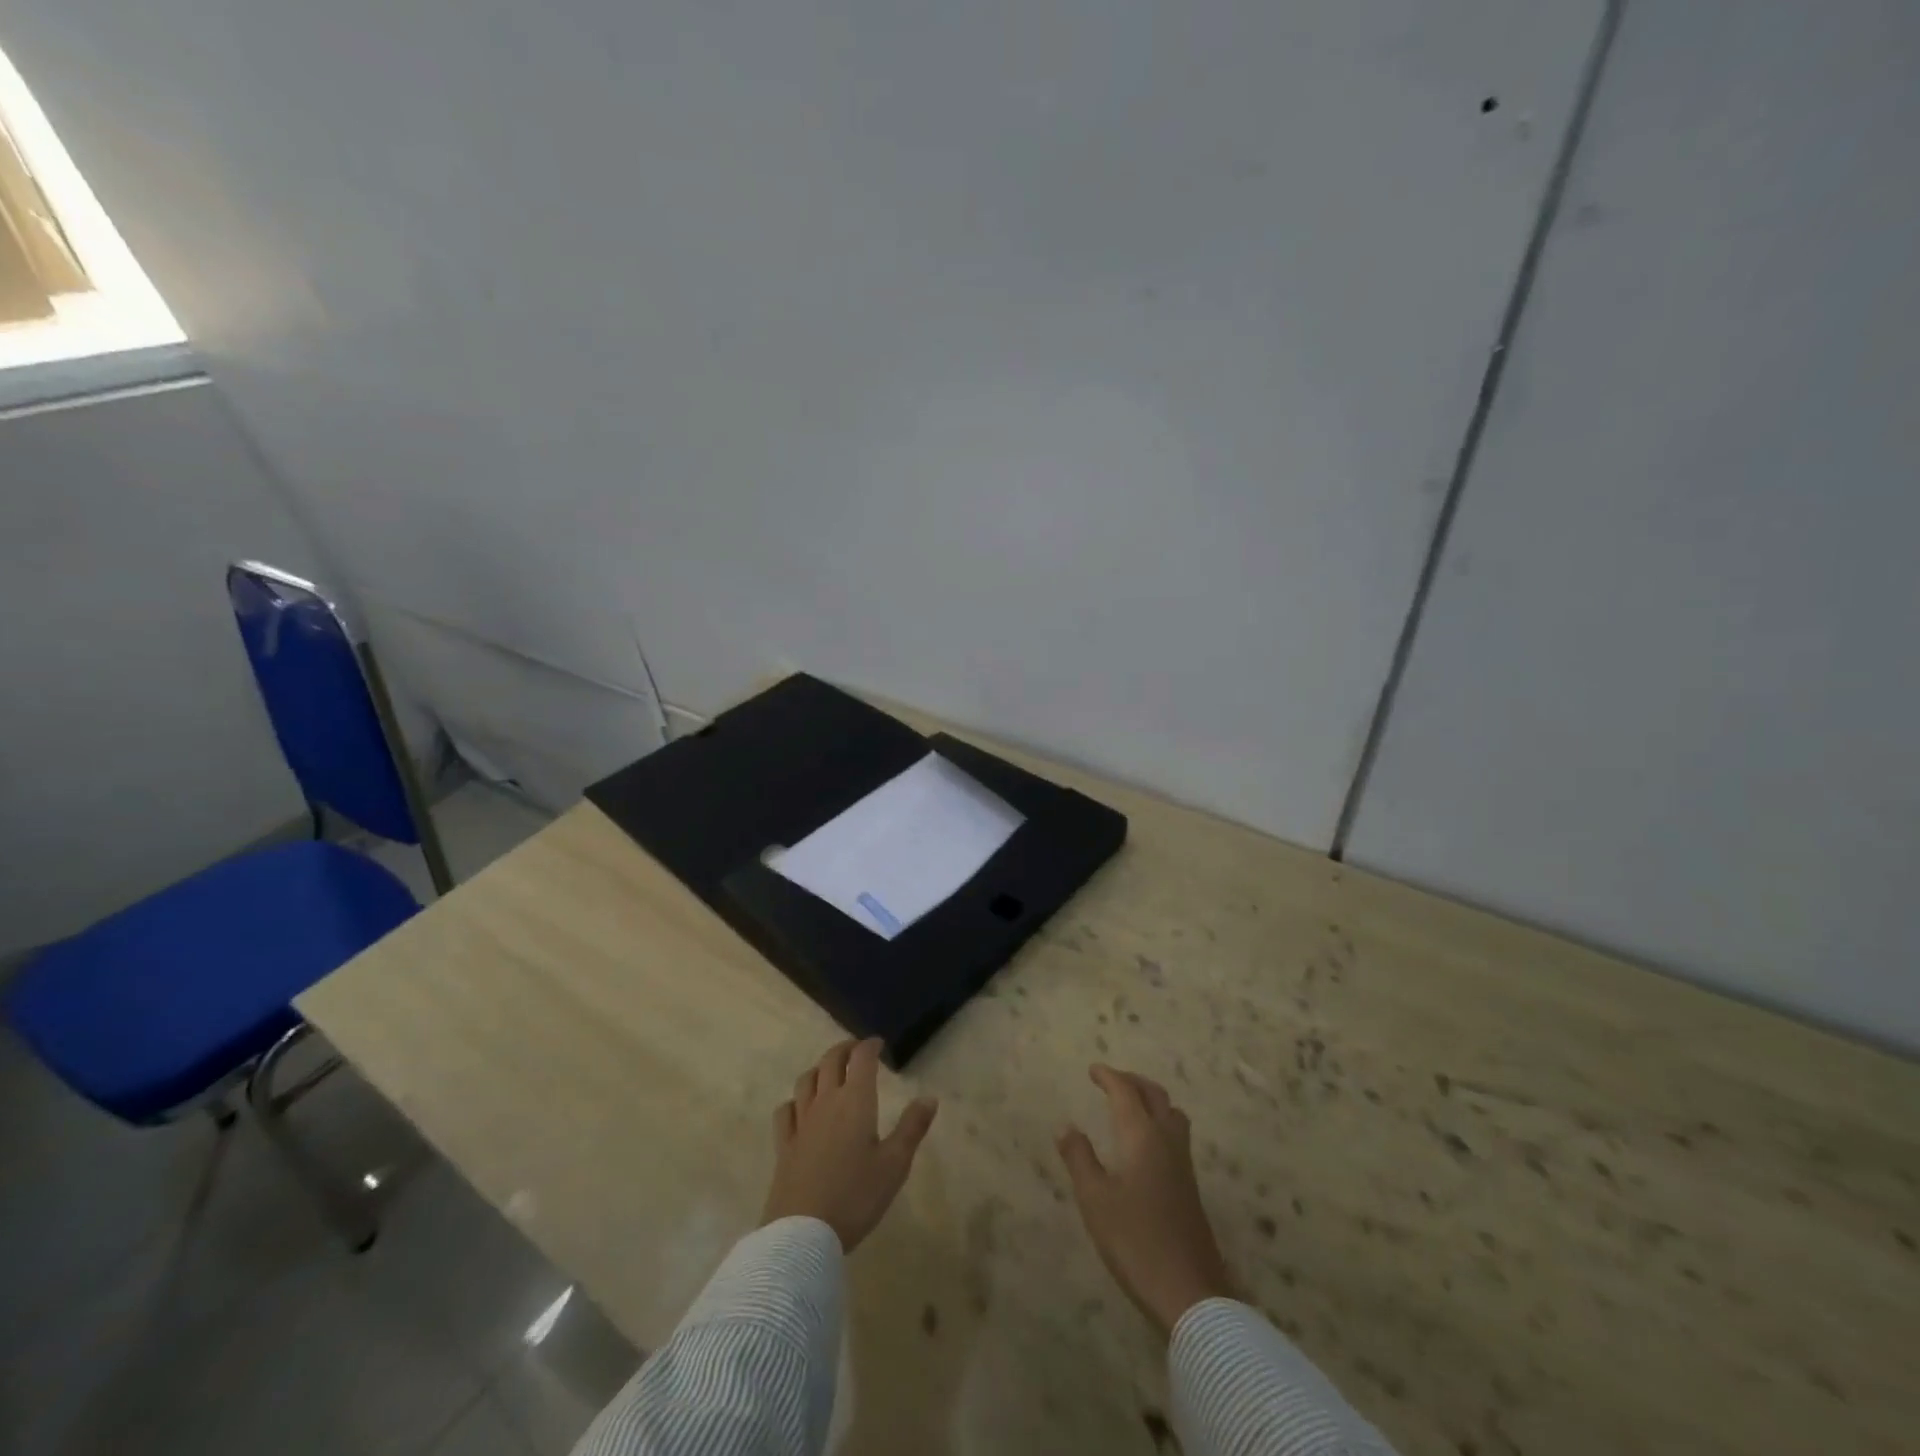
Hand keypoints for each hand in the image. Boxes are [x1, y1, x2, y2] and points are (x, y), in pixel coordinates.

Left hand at [761, 1038, 938, 1252]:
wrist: (804, 1233)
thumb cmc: (856, 1196)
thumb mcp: (895, 1164)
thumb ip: (912, 1127)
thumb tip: (929, 1097)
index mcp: (855, 1102)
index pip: (862, 1059)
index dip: (870, 1046)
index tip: (878, 1043)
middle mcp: (826, 1102)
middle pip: (831, 1061)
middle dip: (845, 1049)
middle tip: (856, 1050)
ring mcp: (801, 1123)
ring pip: (806, 1080)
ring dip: (819, 1069)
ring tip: (829, 1072)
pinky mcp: (784, 1145)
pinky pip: (785, 1111)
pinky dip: (795, 1100)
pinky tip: (799, 1107)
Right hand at [1058, 1063, 1237, 1336]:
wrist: (1189, 1291)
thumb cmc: (1135, 1240)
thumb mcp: (1095, 1200)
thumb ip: (1080, 1158)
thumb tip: (1066, 1126)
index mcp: (1142, 1136)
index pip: (1126, 1092)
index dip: (1109, 1076)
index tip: (1092, 1070)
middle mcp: (1167, 1140)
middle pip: (1155, 1095)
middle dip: (1132, 1081)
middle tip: (1111, 1081)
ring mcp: (1183, 1164)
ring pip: (1172, 1113)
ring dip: (1151, 1100)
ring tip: (1131, 1105)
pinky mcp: (1190, 1186)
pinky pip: (1176, 1134)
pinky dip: (1159, 1121)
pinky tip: (1145, 1143)